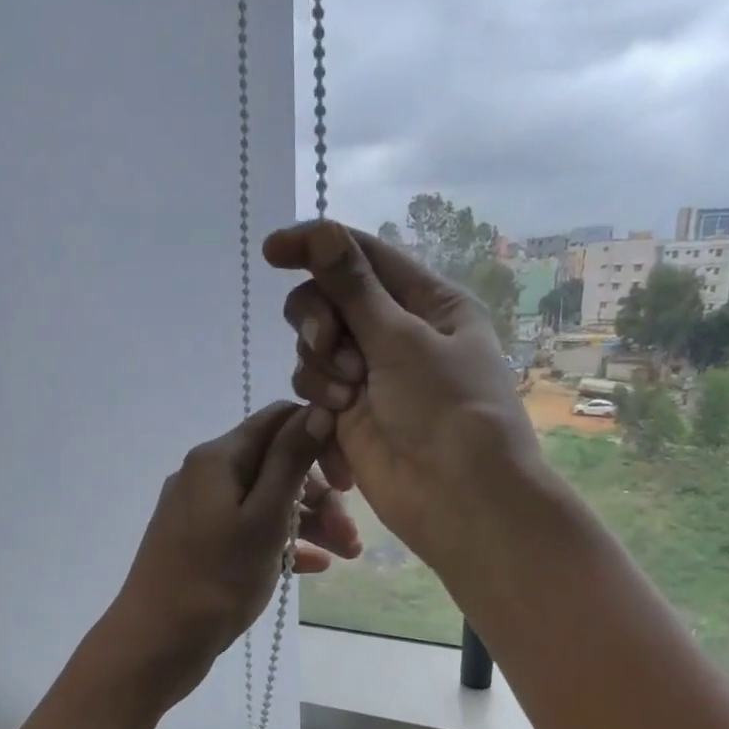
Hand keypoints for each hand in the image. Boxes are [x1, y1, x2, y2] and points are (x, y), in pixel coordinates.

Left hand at [99, 402, 361, 705]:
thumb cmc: (216, 579)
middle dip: (319, 495)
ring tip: (345, 556)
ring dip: (307, 522)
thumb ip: (291, 460)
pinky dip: (280, 542)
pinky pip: (248, 530)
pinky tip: (314, 566)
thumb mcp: (264, 517)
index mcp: (217, 458)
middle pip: (275, 464)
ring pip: (264, 500)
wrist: (156, 643)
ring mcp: (199, 511)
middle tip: (352, 537)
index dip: (321, 440)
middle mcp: (204, 475)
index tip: (350, 480)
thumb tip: (317, 408)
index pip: (279, 420)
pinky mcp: (199, 543)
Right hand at [264, 221, 543, 574]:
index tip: (272, 251)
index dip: (315, 247)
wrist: (456, 497)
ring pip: (314, 347)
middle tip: (327, 345)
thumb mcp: (401, 340)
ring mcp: (371, 375)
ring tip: (345, 398)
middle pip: (329, 300)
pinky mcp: (349, 414)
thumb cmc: (446, 409)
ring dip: (319, 367)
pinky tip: (334, 424)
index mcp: (428, 302)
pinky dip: (319, 402)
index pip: (363, 257)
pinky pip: (314, 389)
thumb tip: (318, 231)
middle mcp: (397, 333)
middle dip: (317, 320)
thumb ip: (353, 288)